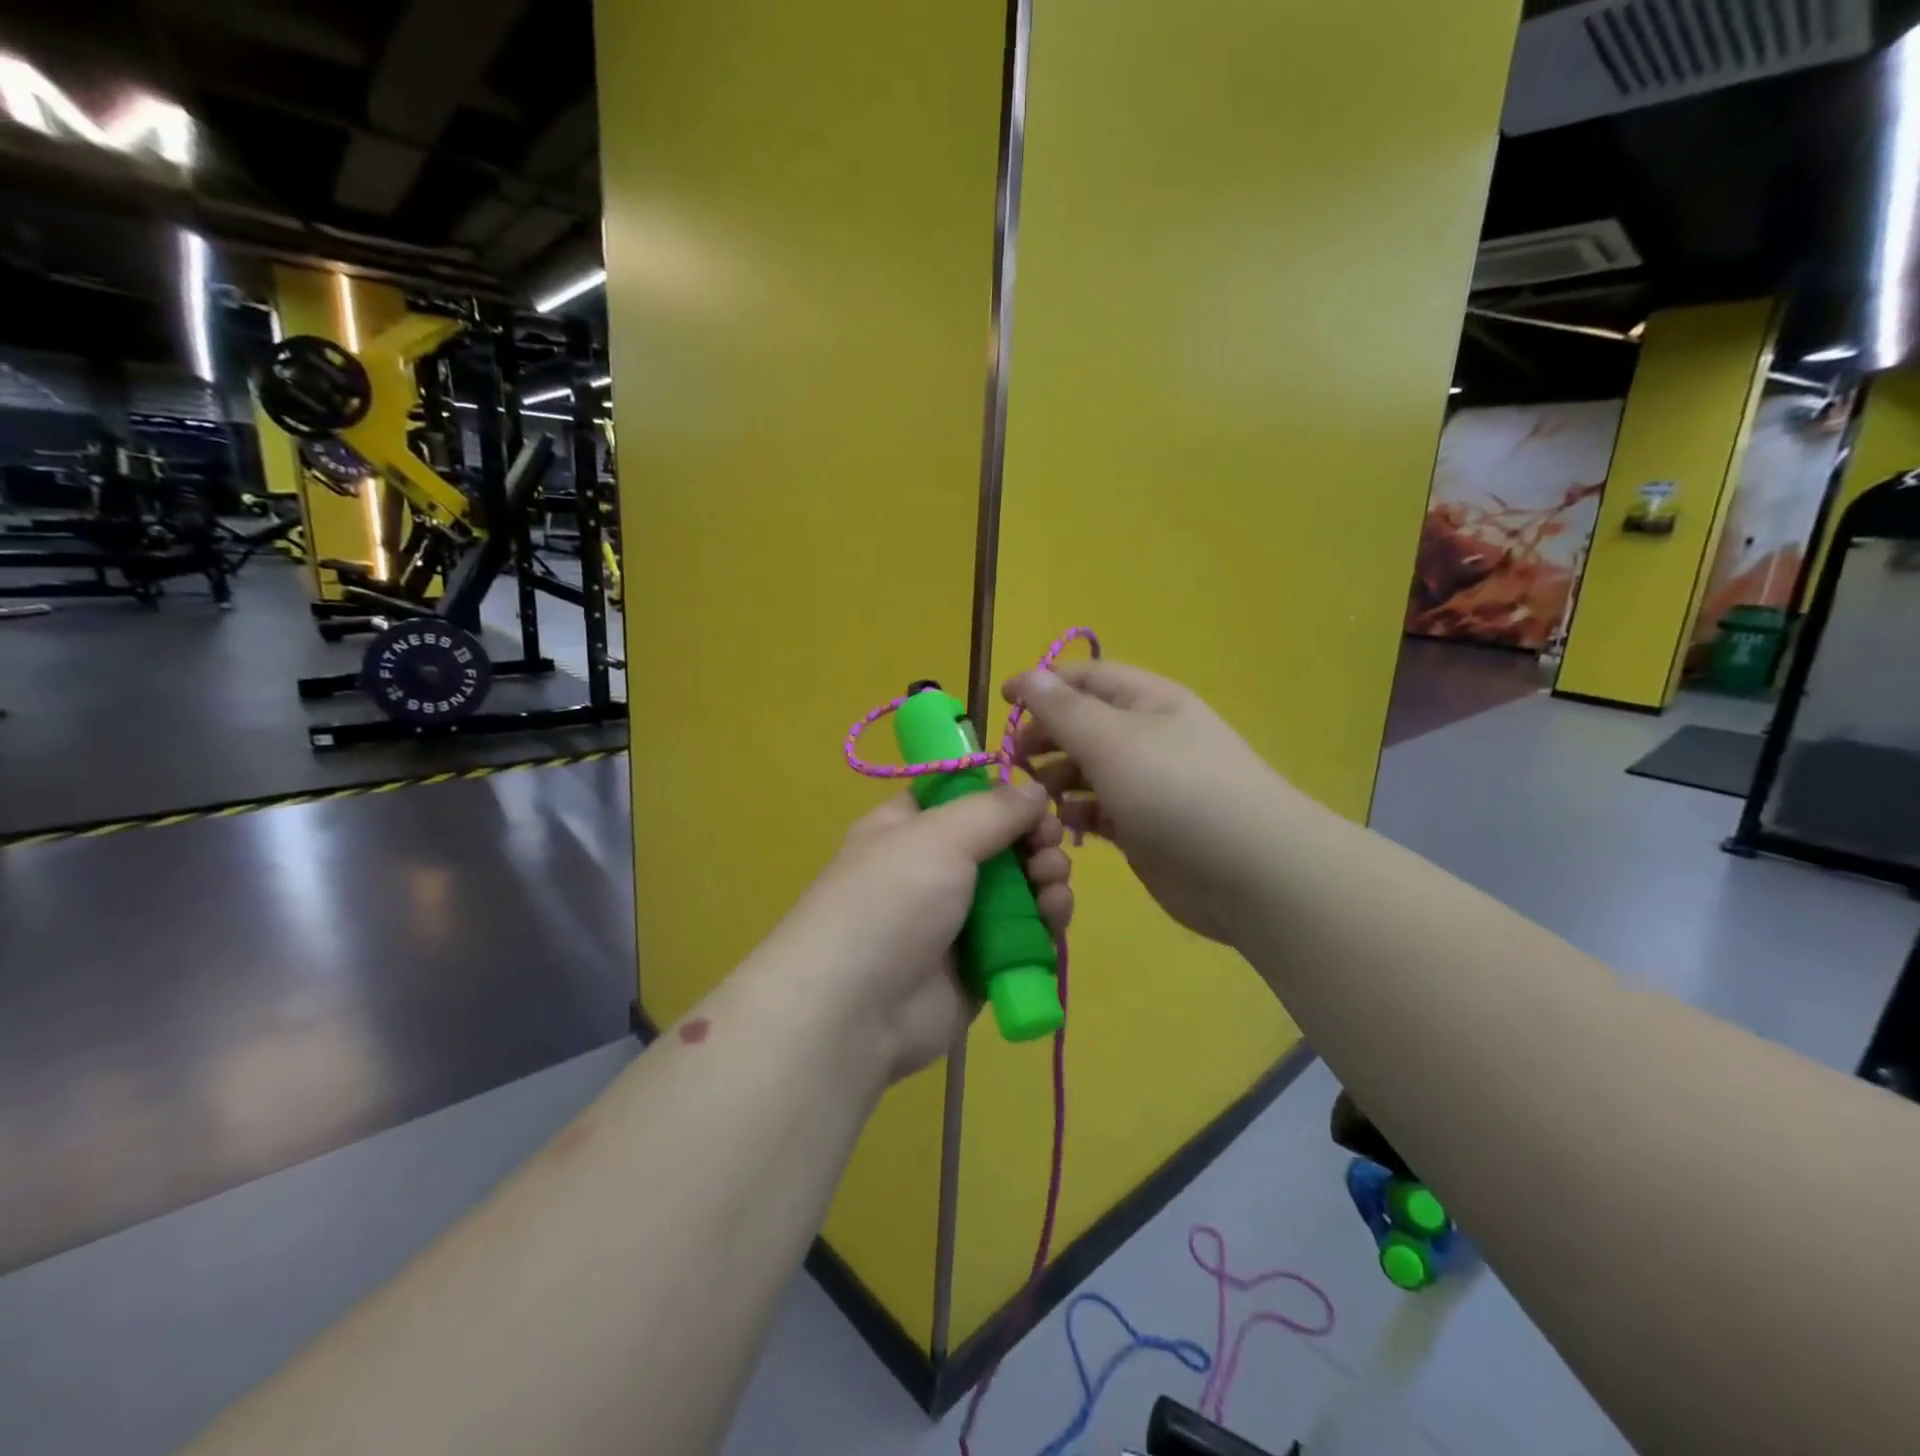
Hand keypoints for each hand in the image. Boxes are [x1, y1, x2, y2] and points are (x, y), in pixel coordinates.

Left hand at [755, 783, 1073, 1086]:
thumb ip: (994, 809)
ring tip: (1052, 882)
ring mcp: (956, 920)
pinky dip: (1045, 923)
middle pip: (1000, 842)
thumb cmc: (891, 901)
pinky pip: (1024, 935)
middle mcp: (932, 870)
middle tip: (1050, 845)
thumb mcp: (938, 836)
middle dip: (1034, 839)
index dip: (1001, 796)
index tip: (1036, 800)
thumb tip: (1035, 787)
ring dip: (1046, 878)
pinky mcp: (980, 965)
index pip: (961, 798)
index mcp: (908, 829)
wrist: (857, 1011)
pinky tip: (1054, 917)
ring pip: (1019, 888)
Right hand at [1004, 661, 1286, 947]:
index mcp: (1148, 702)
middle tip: (1013, 761)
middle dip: (1047, 737)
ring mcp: (1149, 785)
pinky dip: (1079, 813)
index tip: (1003, 703)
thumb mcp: (1112, 740)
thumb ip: (1064, 710)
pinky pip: (1101, 811)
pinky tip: (1064, 824)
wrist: (1250, 873)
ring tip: (1034, 796)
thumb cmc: (1176, 791)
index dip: (1043, 684)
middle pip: (1085, 725)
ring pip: (1089, 770)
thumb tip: (1028, 676)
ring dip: (1057, 778)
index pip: (1087, 678)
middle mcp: (1148, 737)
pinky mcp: (1146, 828)